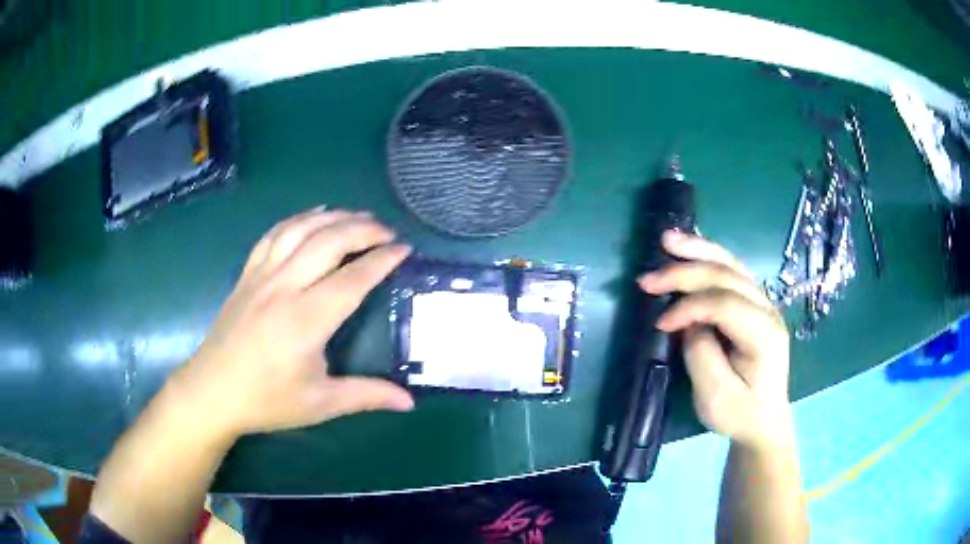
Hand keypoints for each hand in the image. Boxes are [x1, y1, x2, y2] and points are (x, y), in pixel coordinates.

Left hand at [170, 208, 414, 438]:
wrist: (212, 392)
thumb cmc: (266, 401)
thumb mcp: (320, 404)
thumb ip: (367, 395)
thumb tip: (409, 402)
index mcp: (306, 320)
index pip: (353, 278)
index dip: (383, 260)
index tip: (406, 249)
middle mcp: (284, 288)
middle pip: (329, 241)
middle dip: (364, 229)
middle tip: (388, 231)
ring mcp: (262, 276)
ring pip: (301, 230)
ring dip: (334, 217)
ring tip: (359, 216)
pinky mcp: (247, 275)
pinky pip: (274, 234)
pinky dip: (299, 219)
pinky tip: (314, 215)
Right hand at [638, 231, 791, 448]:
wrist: (764, 421)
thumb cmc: (740, 414)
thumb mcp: (715, 397)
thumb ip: (701, 354)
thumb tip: (689, 323)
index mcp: (764, 334)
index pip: (725, 304)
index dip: (688, 307)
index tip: (659, 324)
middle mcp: (768, 309)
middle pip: (727, 276)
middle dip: (685, 273)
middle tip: (647, 278)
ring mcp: (763, 303)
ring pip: (731, 265)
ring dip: (697, 251)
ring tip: (667, 239)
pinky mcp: (754, 304)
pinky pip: (731, 272)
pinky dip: (707, 258)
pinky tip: (689, 249)